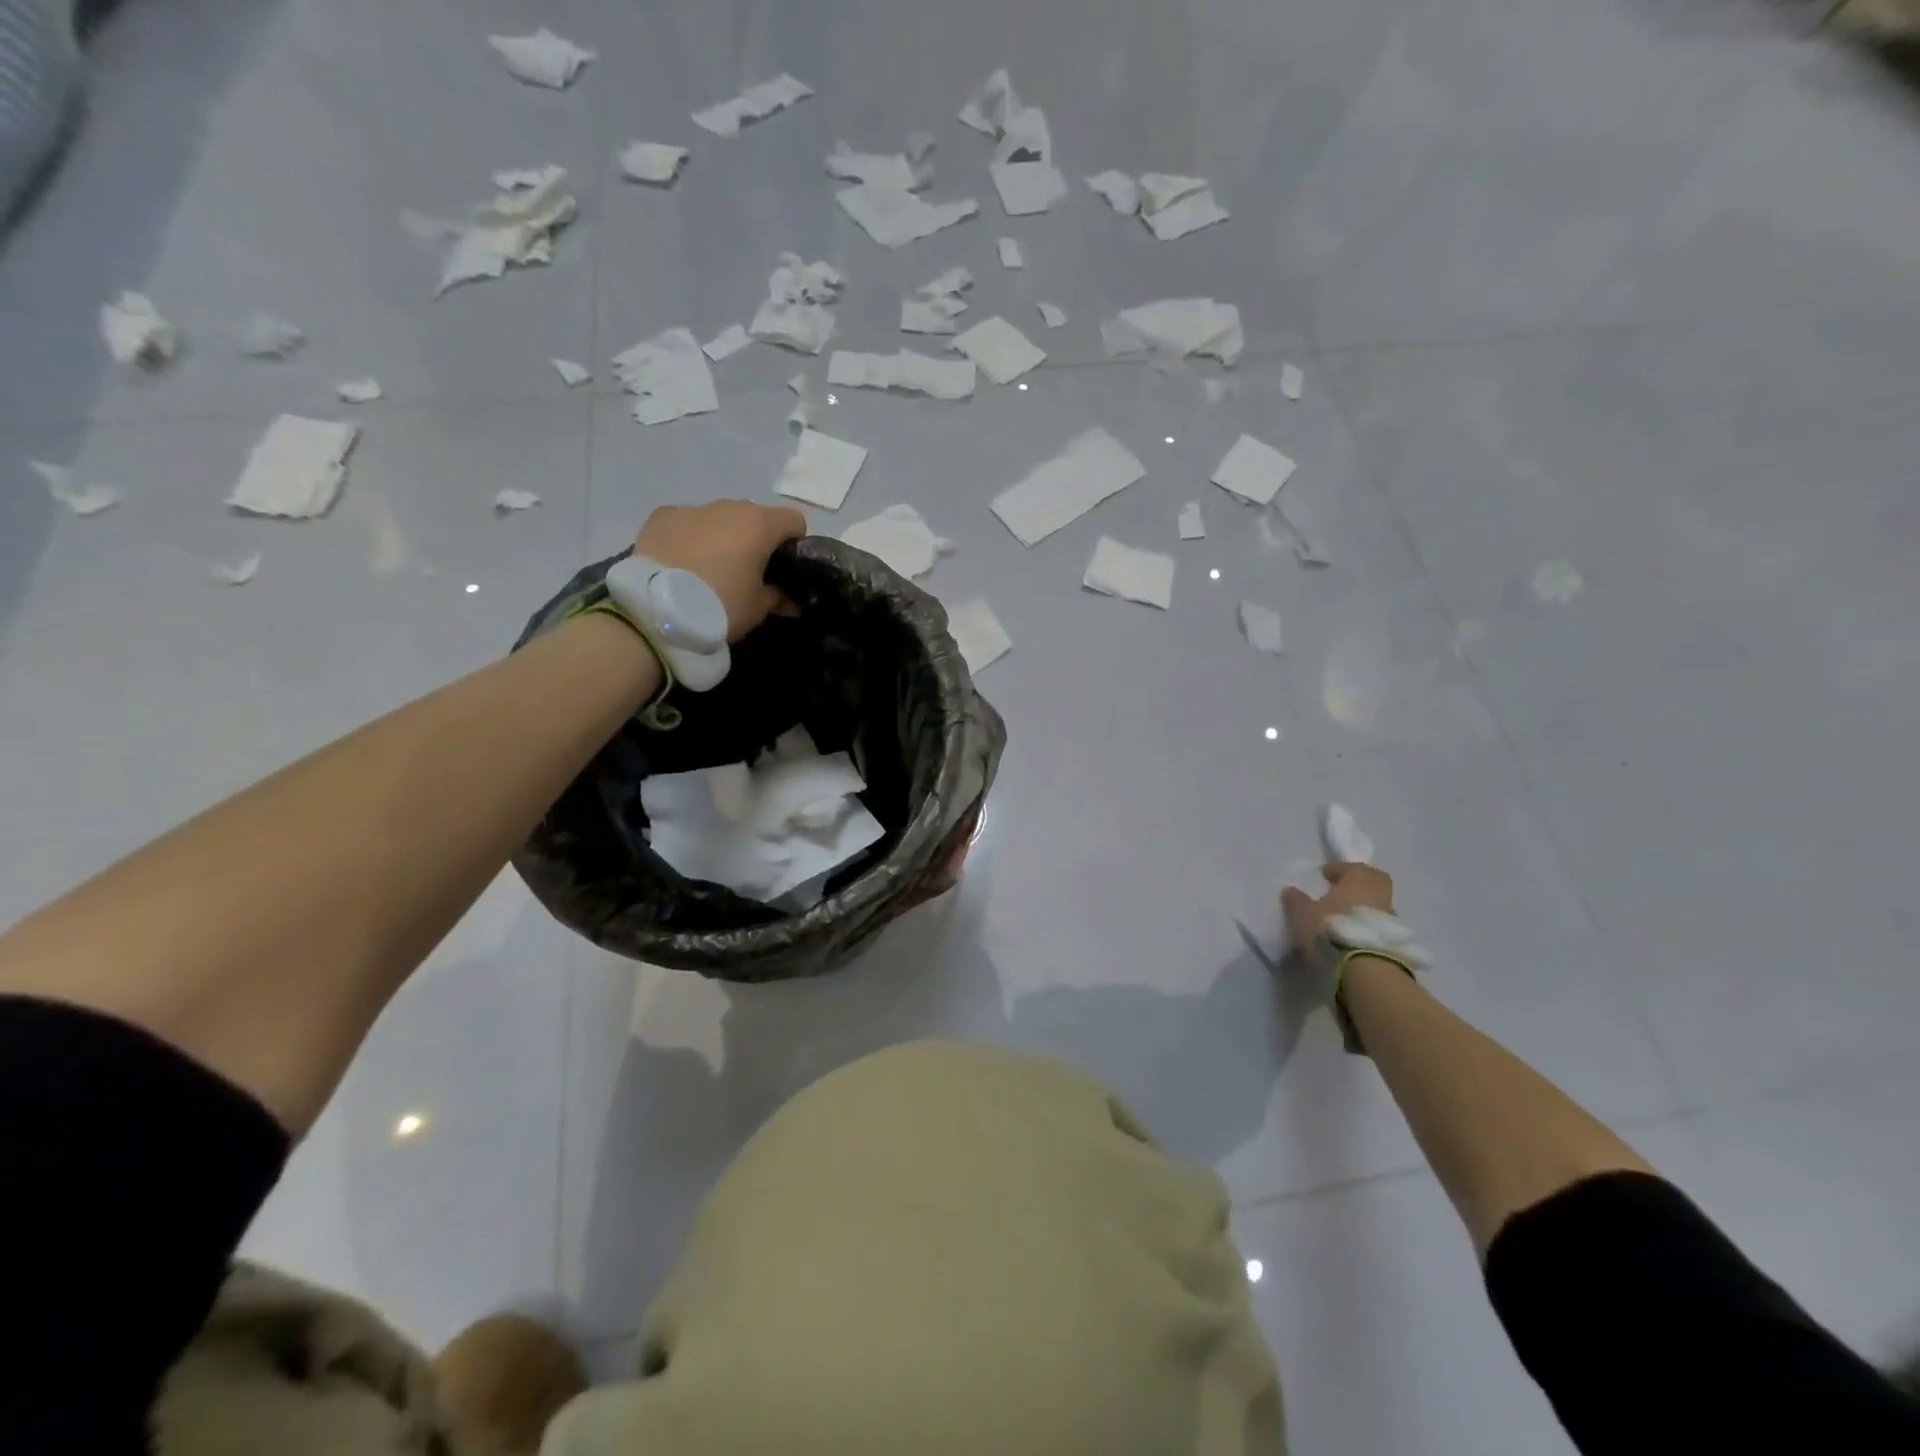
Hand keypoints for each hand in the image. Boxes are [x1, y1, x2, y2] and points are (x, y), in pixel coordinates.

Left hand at [635, 501, 806, 641]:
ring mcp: (692, 508)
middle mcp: (728, 507)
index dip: (794, 544)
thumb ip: (778, 597)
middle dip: (755, 539)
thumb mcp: (758, 608)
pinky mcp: (661, 517)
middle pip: (754, 517)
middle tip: (747, 572)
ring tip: (709, 570)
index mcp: (760, 524)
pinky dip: (689, 538)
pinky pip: (685, 523)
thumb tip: (789, 599)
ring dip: (721, 537)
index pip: (794, 521)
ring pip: (718, 518)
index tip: (784, 568)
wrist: (658, 609)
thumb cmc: (722, 606)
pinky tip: (681, 563)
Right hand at [1281, 861, 1394, 950]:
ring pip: (1377, 903)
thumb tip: (1290, 890)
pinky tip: (1354, 931)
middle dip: (1359, 882)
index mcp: (1357, 879)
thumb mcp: (1303, 914)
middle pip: (1373, 881)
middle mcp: (1377, 893)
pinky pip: (1380, 923)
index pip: (1350, 867)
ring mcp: (1390, 917)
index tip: (1325, 874)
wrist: (1365, 967)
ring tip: (1345, 915)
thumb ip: (1297, 900)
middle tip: (1342, 889)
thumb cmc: (1331, 929)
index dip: (1337, 869)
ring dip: (1364, 905)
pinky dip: (1369, 923)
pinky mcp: (1395, 939)